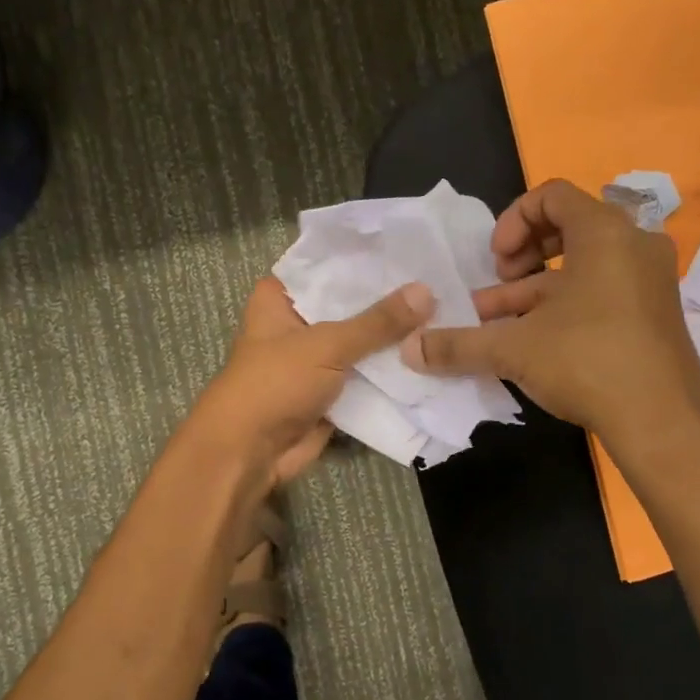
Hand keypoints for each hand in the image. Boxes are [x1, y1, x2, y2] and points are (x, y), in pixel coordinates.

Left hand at [189, 276, 434, 487]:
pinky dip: (393, 369)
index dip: (369, 256)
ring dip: (396, 336)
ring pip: (363, 340)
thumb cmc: (274, 384)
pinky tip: (434, 350)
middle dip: (391, 298)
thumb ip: (377, 322)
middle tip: (442, 277)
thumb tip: (428, 291)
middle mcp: (299, 321)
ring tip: (449, 309)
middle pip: (351, 303)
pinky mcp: (333, 389)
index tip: (414, 244)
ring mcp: (317, 357)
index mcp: (281, 296)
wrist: (250, 454)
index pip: (330, 264)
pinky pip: (368, 373)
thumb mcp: (326, 344)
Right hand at [403, 179, 699, 447]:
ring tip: (496, 321)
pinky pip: (601, 290)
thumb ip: (457, 344)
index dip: (511, 220)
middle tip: (499, 282)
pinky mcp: (652, 312)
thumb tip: (408, 350)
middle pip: (567, 226)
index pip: (551, 195)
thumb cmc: (587, 361)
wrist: (664, 422)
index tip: (495, 261)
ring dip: (533, 288)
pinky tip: (529, 340)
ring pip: (580, 266)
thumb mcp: (513, 348)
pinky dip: (563, 305)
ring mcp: (648, 280)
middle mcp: (633, 245)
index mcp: (604, 232)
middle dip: (521, 254)